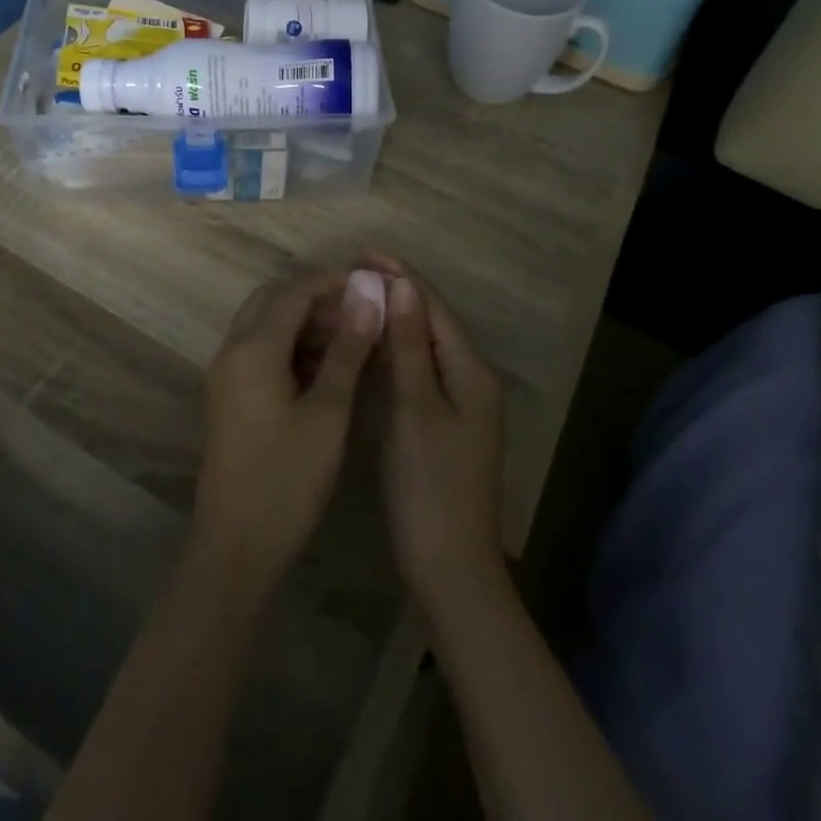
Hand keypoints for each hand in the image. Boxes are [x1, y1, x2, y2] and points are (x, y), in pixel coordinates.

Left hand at [188, 267, 383, 598]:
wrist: (235, 547)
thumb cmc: (287, 479)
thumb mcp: (328, 412)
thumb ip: (347, 349)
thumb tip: (367, 296)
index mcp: (253, 346)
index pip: (295, 289)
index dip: (334, 281)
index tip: (373, 286)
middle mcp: (232, 348)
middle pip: (274, 298)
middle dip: (317, 297)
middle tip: (360, 312)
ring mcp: (226, 372)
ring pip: (265, 323)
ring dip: (304, 320)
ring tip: (351, 339)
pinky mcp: (229, 394)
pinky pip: (259, 348)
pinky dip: (290, 345)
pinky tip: (325, 368)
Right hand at [367, 256, 507, 617]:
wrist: (449, 566)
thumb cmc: (430, 484)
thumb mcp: (415, 408)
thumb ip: (409, 345)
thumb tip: (402, 285)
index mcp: (471, 369)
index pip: (433, 305)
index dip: (399, 275)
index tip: (359, 253)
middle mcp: (471, 376)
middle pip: (430, 320)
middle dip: (394, 292)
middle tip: (349, 273)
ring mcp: (458, 400)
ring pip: (422, 344)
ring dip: (391, 318)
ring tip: (352, 297)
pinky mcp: (442, 419)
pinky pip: (417, 368)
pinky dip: (392, 350)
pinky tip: (366, 343)